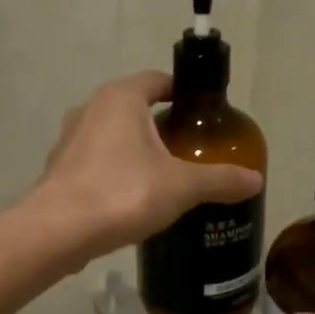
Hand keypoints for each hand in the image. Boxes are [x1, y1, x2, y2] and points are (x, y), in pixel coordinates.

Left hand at [35, 71, 262, 258]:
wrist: (57, 232)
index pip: (159, 80)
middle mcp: (91, 108)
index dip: (184, 94)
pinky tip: (134, 198)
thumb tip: (257, 180)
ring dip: (138, 150)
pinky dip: (117, 171)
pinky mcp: (60, 169)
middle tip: (193, 149)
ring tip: (167, 176)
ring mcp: (70, 139)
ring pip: (115, 136)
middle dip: (165, 126)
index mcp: (121, 98)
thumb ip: (220, 179)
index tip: (205, 115)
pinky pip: (97, 161)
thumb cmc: (123, 193)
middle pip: (137, 108)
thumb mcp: (182, 186)